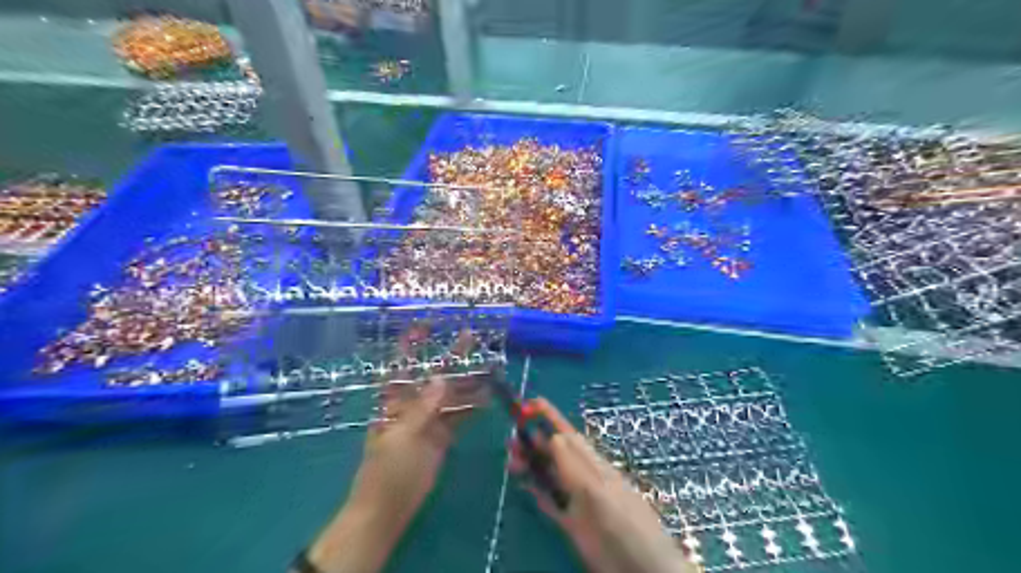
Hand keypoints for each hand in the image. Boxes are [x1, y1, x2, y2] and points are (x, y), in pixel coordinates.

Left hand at [305, 326, 487, 572]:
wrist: (389, 508)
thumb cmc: (387, 469)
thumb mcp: (402, 435)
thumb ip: (423, 407)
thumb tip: (441, 377)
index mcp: (395, 402)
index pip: (403, 366)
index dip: (411, 346)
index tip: (424, 326)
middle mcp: (413, 406)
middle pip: (434, 376)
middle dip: (451, 358)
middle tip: (470, 337)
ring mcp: (429, 421)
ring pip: (451, 395)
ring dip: (468, 381)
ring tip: (489, 365)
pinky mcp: (442, 437)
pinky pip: (459, 417)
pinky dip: (472, 407)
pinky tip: (488, 396)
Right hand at [511, 398, 703, 572]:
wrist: (643, 569)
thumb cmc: (624, 528)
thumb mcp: (598, 494)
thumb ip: (575, 467)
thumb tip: (554, 436)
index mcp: (593, 466)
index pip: (567, 434)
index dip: (550, 417)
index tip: (530, 402)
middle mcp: (583, 478)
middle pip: (555, 453)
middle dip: (534, 441)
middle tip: (510, 437)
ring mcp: (578, 501)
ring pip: (550, 475)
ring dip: (531, 465)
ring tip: (511, 459)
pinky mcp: (572, 523)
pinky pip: (551, 501)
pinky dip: (537, 491)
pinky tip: (525, 485)